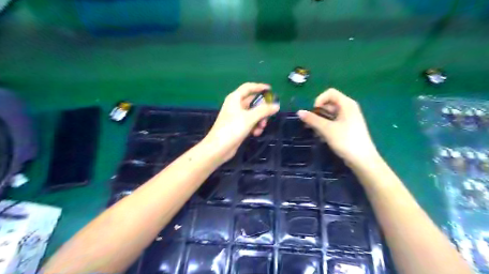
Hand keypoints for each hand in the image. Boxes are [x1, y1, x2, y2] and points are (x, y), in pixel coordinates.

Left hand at [202, 82, 277, 160]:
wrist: (218, 148)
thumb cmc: (232, 129)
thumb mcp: (250, 118)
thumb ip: (264, 110)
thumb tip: (276, 105)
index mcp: (235, 98)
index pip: (248, 87)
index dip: (259, 87)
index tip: (271, 89)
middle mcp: (235, 105)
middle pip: (253, 102)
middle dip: (262, 109)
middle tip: (269, 115)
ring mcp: (236, 117)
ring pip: (253, 113)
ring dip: (260, 120)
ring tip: (261, 127)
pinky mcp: (238, 126)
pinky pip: (250, 122)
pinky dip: (254, 126)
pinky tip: (256, 133)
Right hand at [296, 88, 378, 167]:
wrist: (362, 160)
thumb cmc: (346, 141)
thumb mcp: (327, 129)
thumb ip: (312, 119)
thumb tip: (299, 112)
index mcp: (347, 104)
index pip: (330, 93)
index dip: (319, 100)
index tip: (313, 112)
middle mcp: (349, 108)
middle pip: (329, 103)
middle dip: (318, 112)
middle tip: (310, 124)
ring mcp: (349, 119)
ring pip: (330, 114)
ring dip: (320, 121)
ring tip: (315, 132)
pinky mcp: (347, 128)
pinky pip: (334, 122)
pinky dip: (326, 126)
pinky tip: (322, 137)